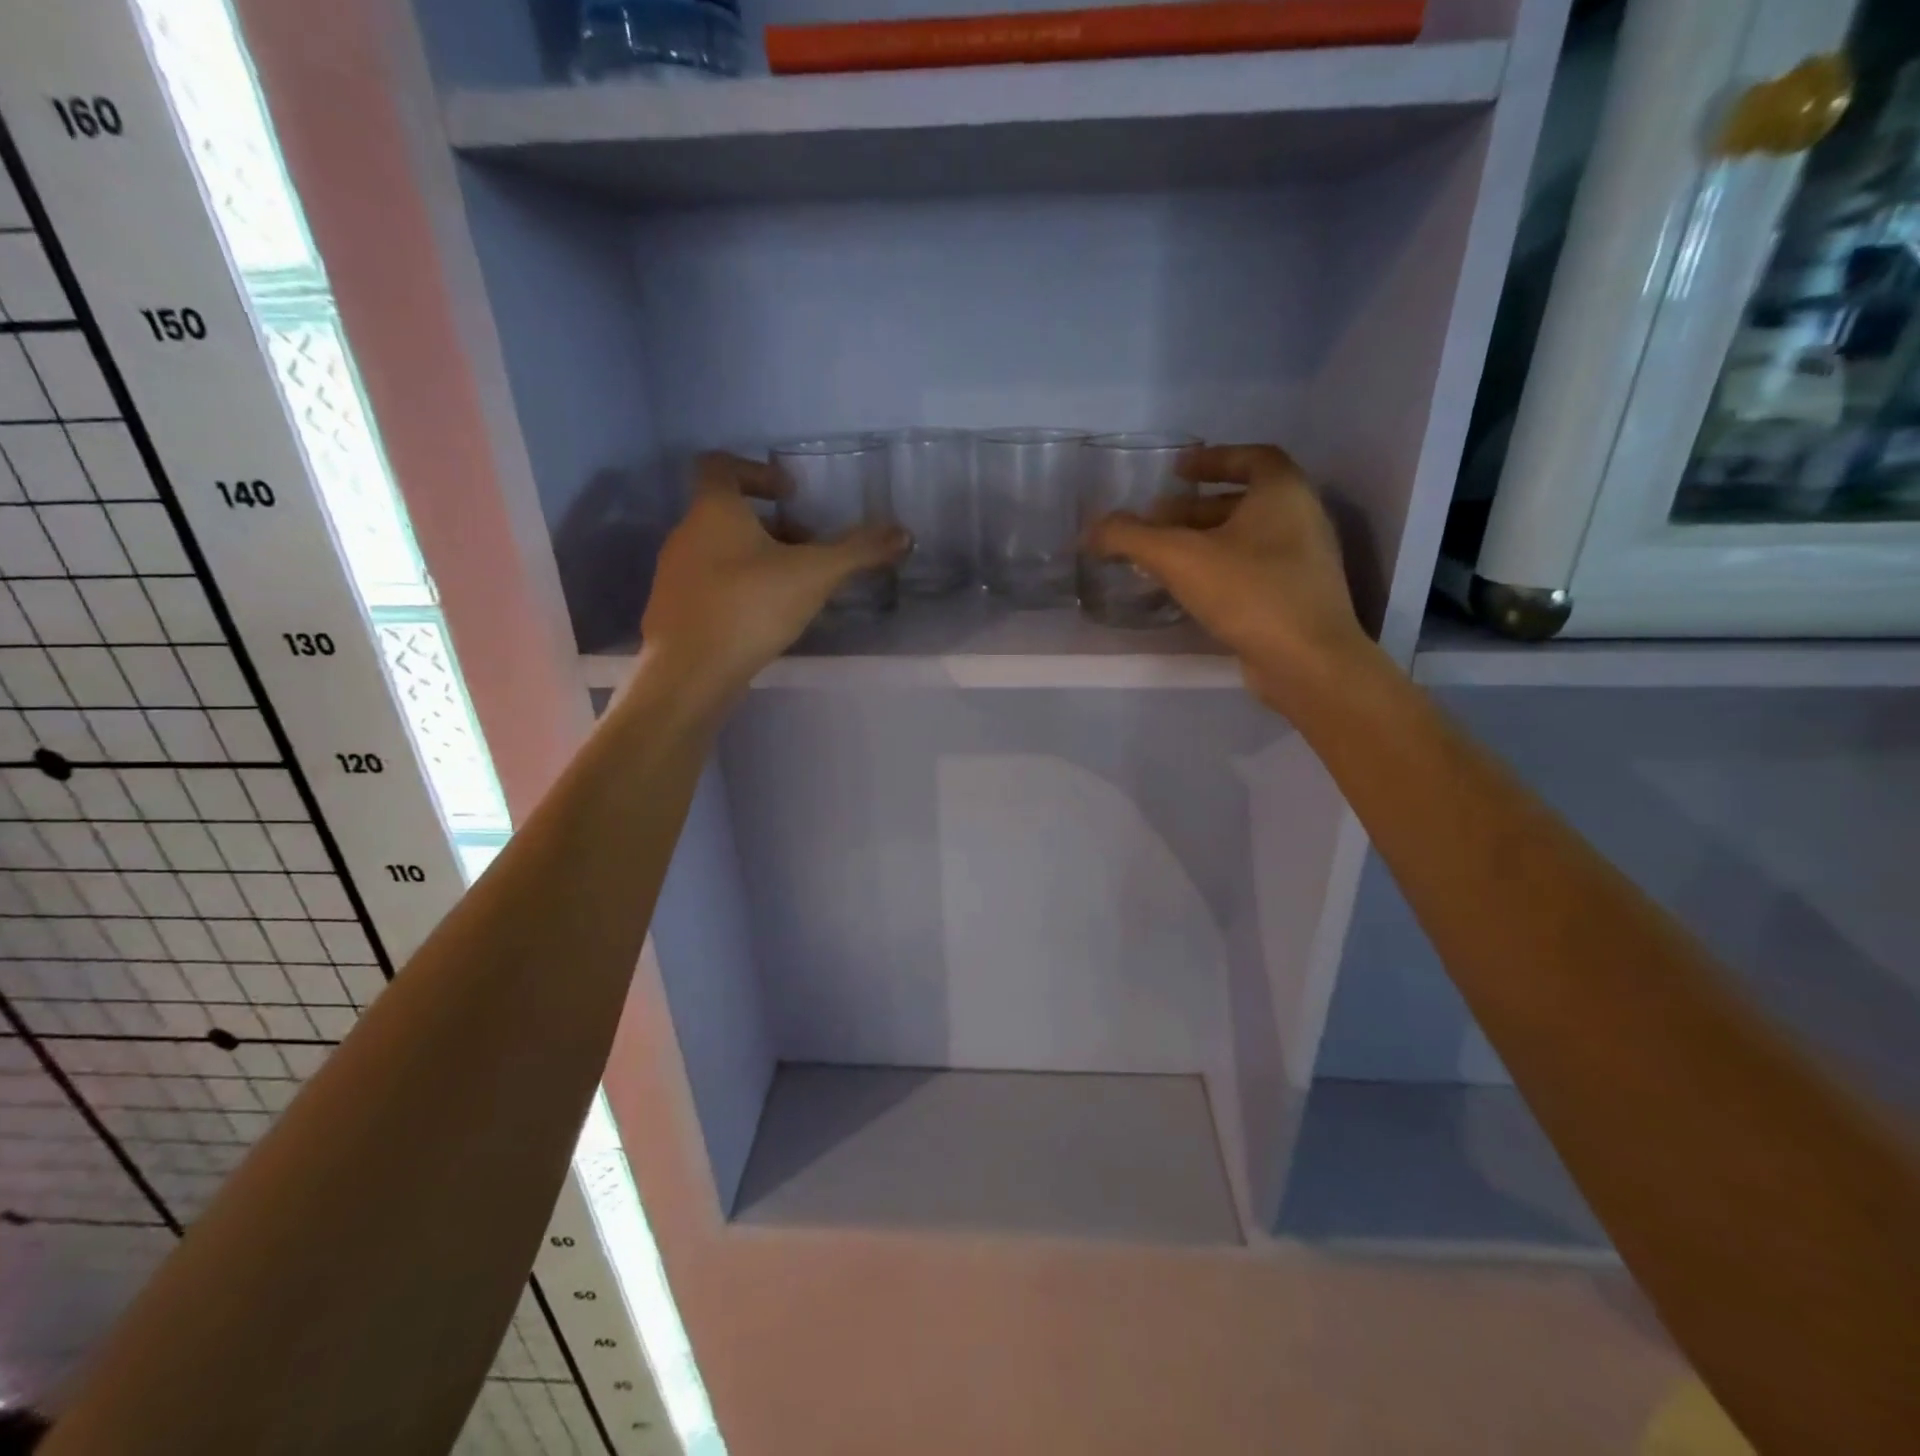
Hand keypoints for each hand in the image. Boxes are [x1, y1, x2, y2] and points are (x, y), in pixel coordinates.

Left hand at [638, 452, 906, 708]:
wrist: (690, 673)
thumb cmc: (750, 608)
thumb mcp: (815, 574)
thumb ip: (859, 551)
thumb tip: (904, 533)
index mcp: (713, 510)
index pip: (721, 465)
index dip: (757, 472)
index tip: (791, 495)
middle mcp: (685, 533)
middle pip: (728, 514)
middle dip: (773, 527)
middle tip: (809, 550)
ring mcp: (675, 574)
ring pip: (720, 551)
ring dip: (757, 559)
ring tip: (794, 588)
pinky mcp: (674, 611)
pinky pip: (711, 585)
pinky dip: (739, 588)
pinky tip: (765, 619)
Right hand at [1087, 444, 1372, 713]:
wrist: (1307, 662)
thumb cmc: (1249, 593)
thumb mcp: (1179, 558)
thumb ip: (1130, 537)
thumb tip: (1091, 530)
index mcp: (1284, 493)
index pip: (1251, 457)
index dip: (1212, 459)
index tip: (1177, 472)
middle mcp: (1301, 519)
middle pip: (1242, 502)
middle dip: (1194, 509)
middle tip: (1153, 521)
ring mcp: (1303, 562)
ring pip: (1246, 539)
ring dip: (1203, 542)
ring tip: (1161, 558)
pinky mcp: (1296, 598)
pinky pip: (1252, 570)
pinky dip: (1218, 570)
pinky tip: (1187, 590)